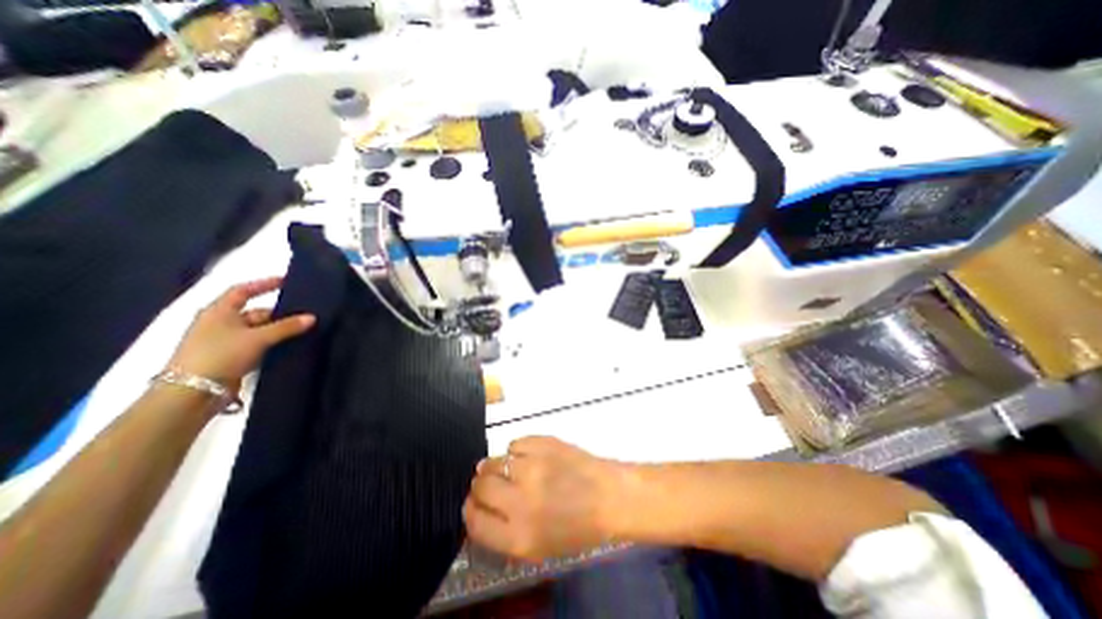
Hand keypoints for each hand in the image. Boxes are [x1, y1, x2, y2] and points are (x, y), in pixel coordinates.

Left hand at [165, 275, 315, 388]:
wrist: (192, 393)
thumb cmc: (221, 355)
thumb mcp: (258, 338)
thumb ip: (286, 327)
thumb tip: (312, 317)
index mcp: (218, 311)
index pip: (243, 291)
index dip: (264, 284)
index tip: (286, 281)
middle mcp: (220, 323)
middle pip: (255, 312)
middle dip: (279, 314)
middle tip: (304, 314)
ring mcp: (224, 341)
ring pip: (258, 330)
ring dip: (278, 330)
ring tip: (303, 330)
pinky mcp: (231, 357)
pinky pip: (257, 344)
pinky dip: (272, 343)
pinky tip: (290, 346)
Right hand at [460, 434, 628, 561]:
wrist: (609, 496)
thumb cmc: (577, 527)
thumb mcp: (538, 547)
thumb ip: (505, 531)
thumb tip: (481, 507)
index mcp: (519, 536)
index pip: (474, 521)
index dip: (470, 510)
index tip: (473, 503)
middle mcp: (520, 501)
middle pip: (480, 486)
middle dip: (480, 485)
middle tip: (491, 482)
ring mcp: (532, 467)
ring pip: (493, 461)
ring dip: (496, 465)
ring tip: (512, 468)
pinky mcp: (543, 443)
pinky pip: (515, 443)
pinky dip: (517, 450)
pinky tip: (530, 456)